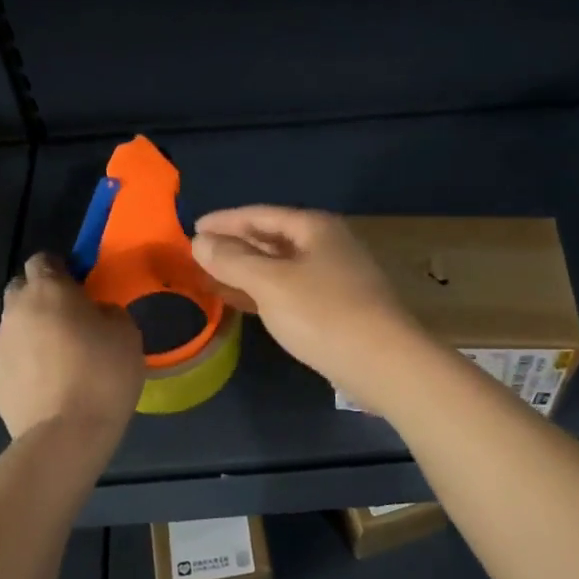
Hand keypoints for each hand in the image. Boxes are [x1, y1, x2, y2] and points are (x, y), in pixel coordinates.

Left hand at [0, 253, 143, 440]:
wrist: (66, 436)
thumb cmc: (103, 375)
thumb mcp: (126, 333)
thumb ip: (107, 311)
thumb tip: (94, 313)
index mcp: (48, 290)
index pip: (43, 259)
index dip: (61, 269)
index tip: (79, 287)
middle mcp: (14, 310)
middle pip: (21, 290)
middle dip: (40, 299)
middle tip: (68, 322)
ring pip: (12, 328)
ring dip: (29, 335)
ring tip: (56, 363)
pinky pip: (7, 362)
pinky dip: (21, 367)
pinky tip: (43, 388)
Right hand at [191, 206, 422, 398]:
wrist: (385, 364)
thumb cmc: (324, 315)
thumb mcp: (270, 283)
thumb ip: (233, 260)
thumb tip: (200, 241)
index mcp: (315, 228)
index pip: (260, 214)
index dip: (225, 220)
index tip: (193, 227)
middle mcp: (327, 245)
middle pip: (272, 238)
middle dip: (235, 245)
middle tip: (198, 253)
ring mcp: (335, 277)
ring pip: (280, 266)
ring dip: (247, 270)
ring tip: (212, 276)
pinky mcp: (337, 308)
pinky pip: (290, 290)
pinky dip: (263, 291)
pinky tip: (243, 302)